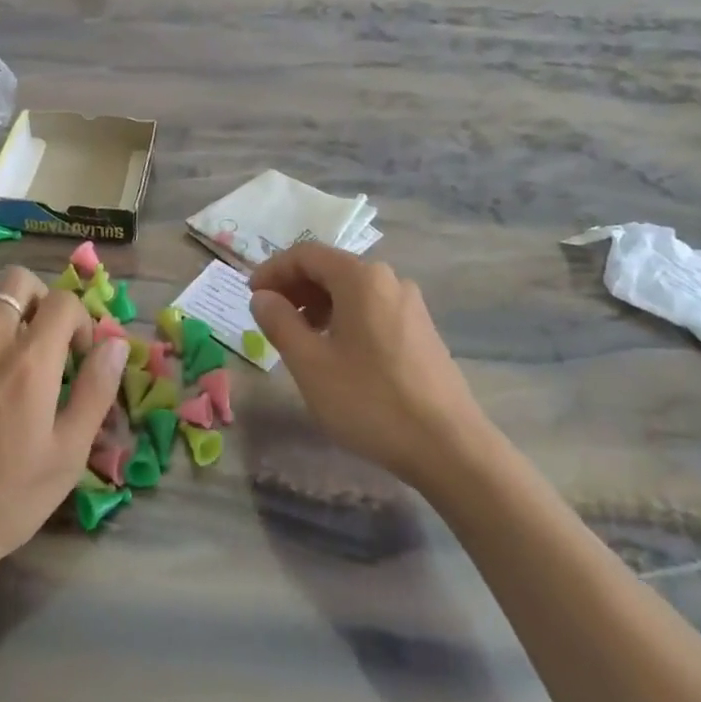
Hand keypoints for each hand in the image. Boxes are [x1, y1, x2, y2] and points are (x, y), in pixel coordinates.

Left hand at [0, 267, 127, 619]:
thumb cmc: (4, 500)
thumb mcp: (67, 454)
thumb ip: (96, 390)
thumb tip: (115, 344)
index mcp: (28, 360)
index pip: (63, 301)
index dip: (80, 321)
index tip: (78, 357)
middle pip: (18, 283)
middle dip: (41, 302)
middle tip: (45, 347)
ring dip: (5, 331)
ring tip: (5, 384)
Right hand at [249, 244, 492, 491]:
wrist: (450, 448)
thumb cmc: (370, 401)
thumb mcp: (310, 364)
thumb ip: (279, 322)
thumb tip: (262, 297)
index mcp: (361, 278)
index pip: (306, 254)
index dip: (273, 270)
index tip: (250, 296)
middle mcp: (389, 280)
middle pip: (331, 268)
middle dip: (294, 287)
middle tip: (269, 317)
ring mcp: (410, 305)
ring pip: (352, 290)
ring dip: (318, 304)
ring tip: (297, 338)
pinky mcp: (421, 330)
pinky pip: (371, 309)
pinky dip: (343, 318)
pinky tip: (335, 352)